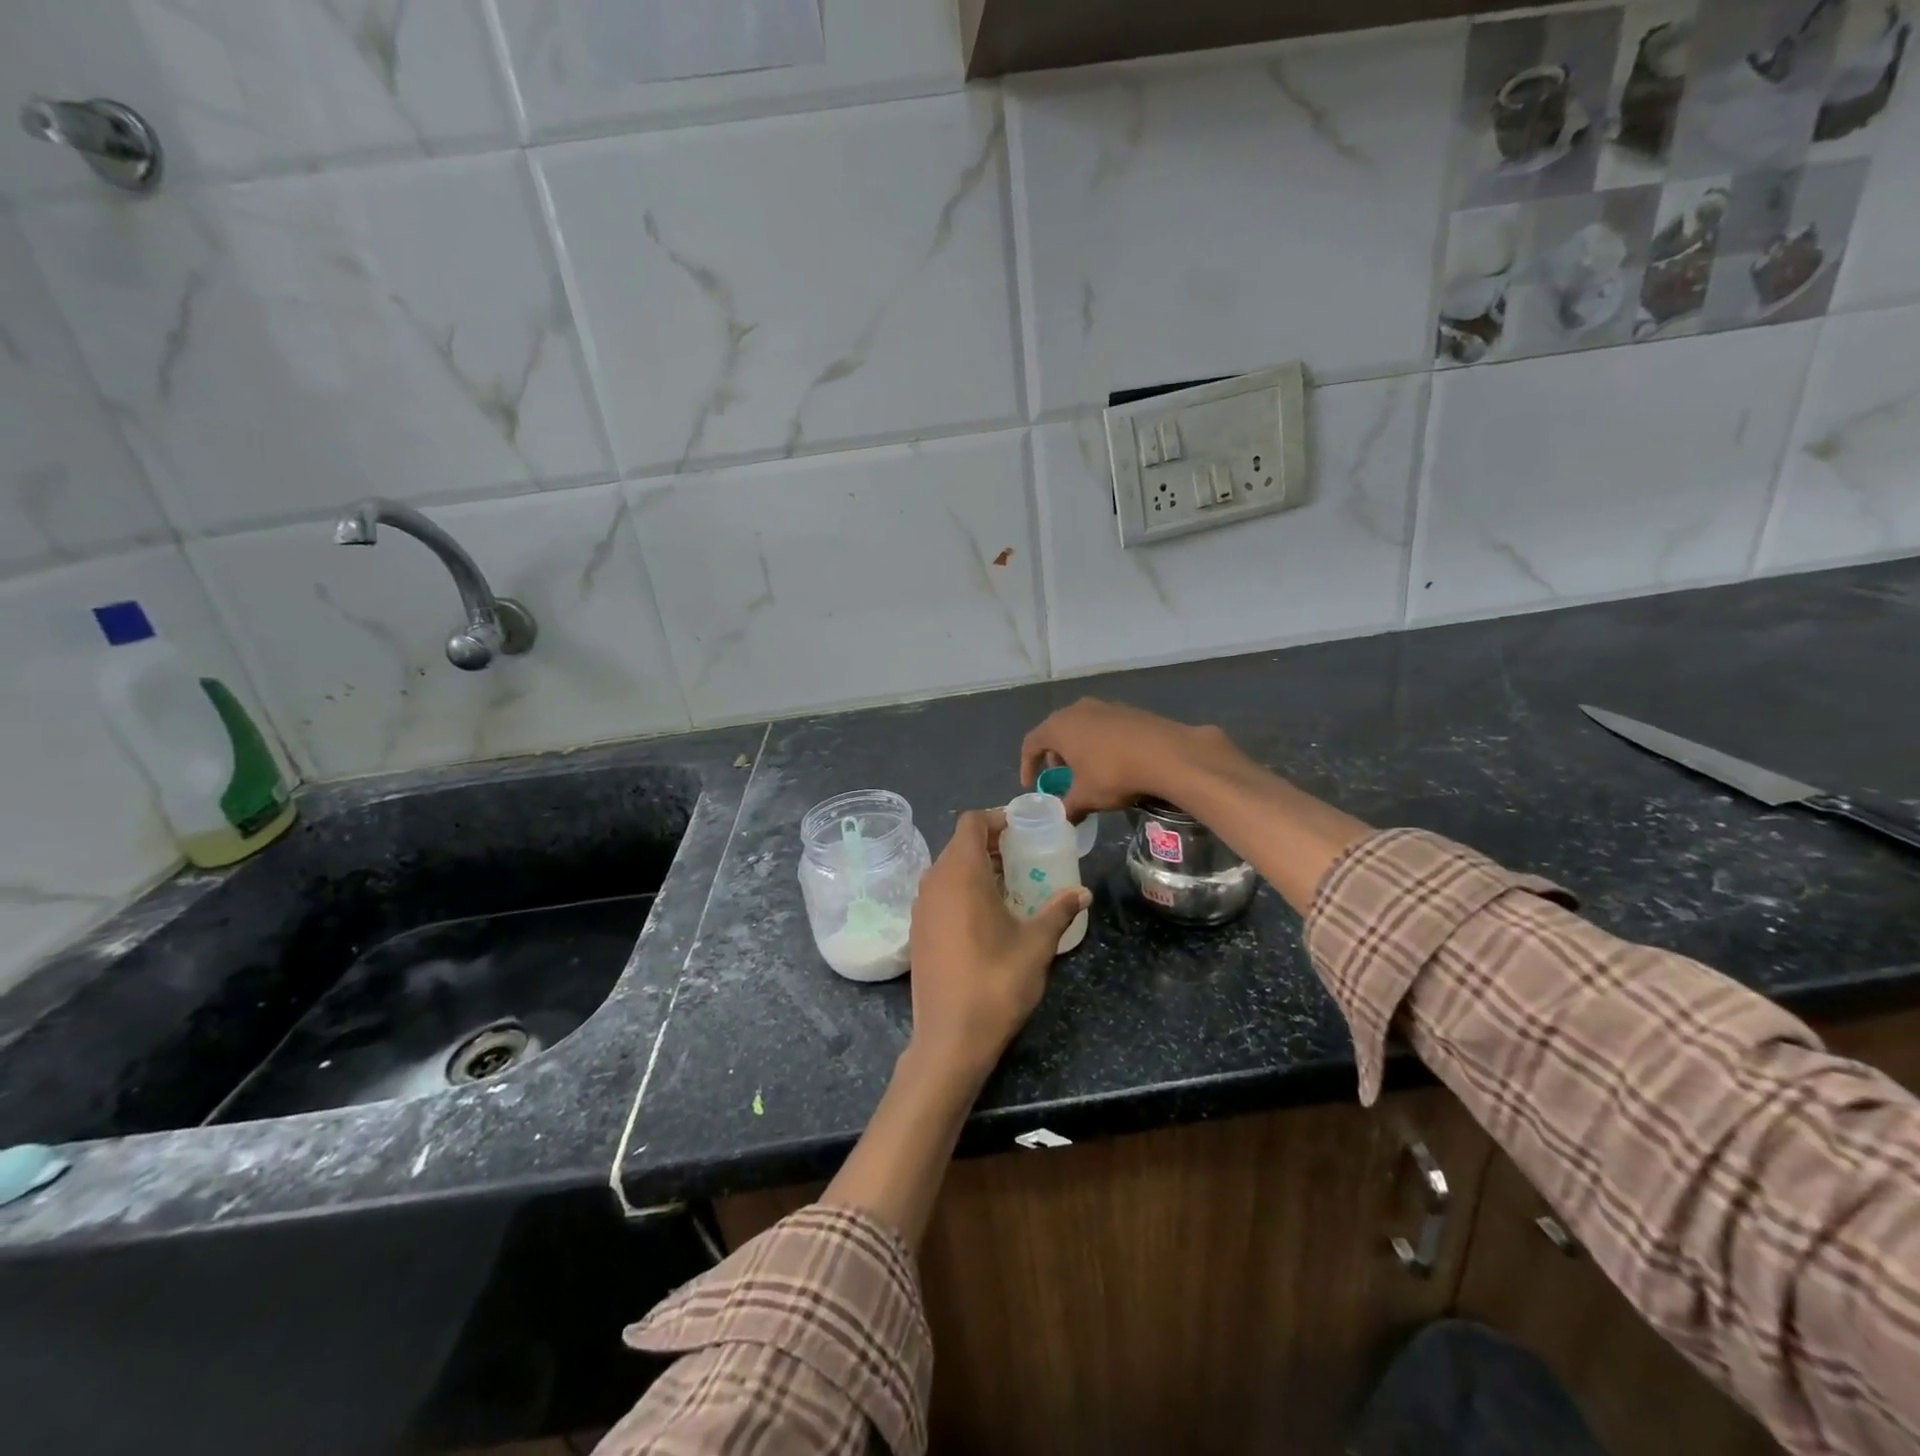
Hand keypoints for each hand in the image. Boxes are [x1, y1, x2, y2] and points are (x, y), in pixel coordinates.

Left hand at [907, 808, 1089, 1082]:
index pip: (971, 822)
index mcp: (961, 874)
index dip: (996, 818)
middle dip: (990, 843)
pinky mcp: (916, 930)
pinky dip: (959, 890)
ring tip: (1008, 884)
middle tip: (1023, 856)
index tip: (1022, 830)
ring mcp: (920, 907)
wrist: (949, 1038)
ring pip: (946, 868)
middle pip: (959, 844)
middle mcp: (934, 881)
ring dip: (974, 867)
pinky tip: (984, 916)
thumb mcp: (1036, 945)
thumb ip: (1058, 911)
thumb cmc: (996, 983)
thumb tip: (1082, 893)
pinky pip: (938, 892)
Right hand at [1020, 698, 1242, 820]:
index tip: (1031, 785)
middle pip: (1055, 730)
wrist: (1167, 754)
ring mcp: (1104, 706)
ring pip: (1080, 725)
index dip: (1027, 765)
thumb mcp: (1086, 798)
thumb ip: (1068, 808)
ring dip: (1077, 746)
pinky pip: (1103, 725)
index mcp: (1058, 727)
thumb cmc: (1114, 774)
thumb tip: (1063, 821)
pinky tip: (1113, 760)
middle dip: (1053, 754)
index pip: (1031, 743)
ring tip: (1086, 768)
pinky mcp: (1128, 710)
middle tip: (1059, 774)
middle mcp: (1077, 710)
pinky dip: (1100, 741)